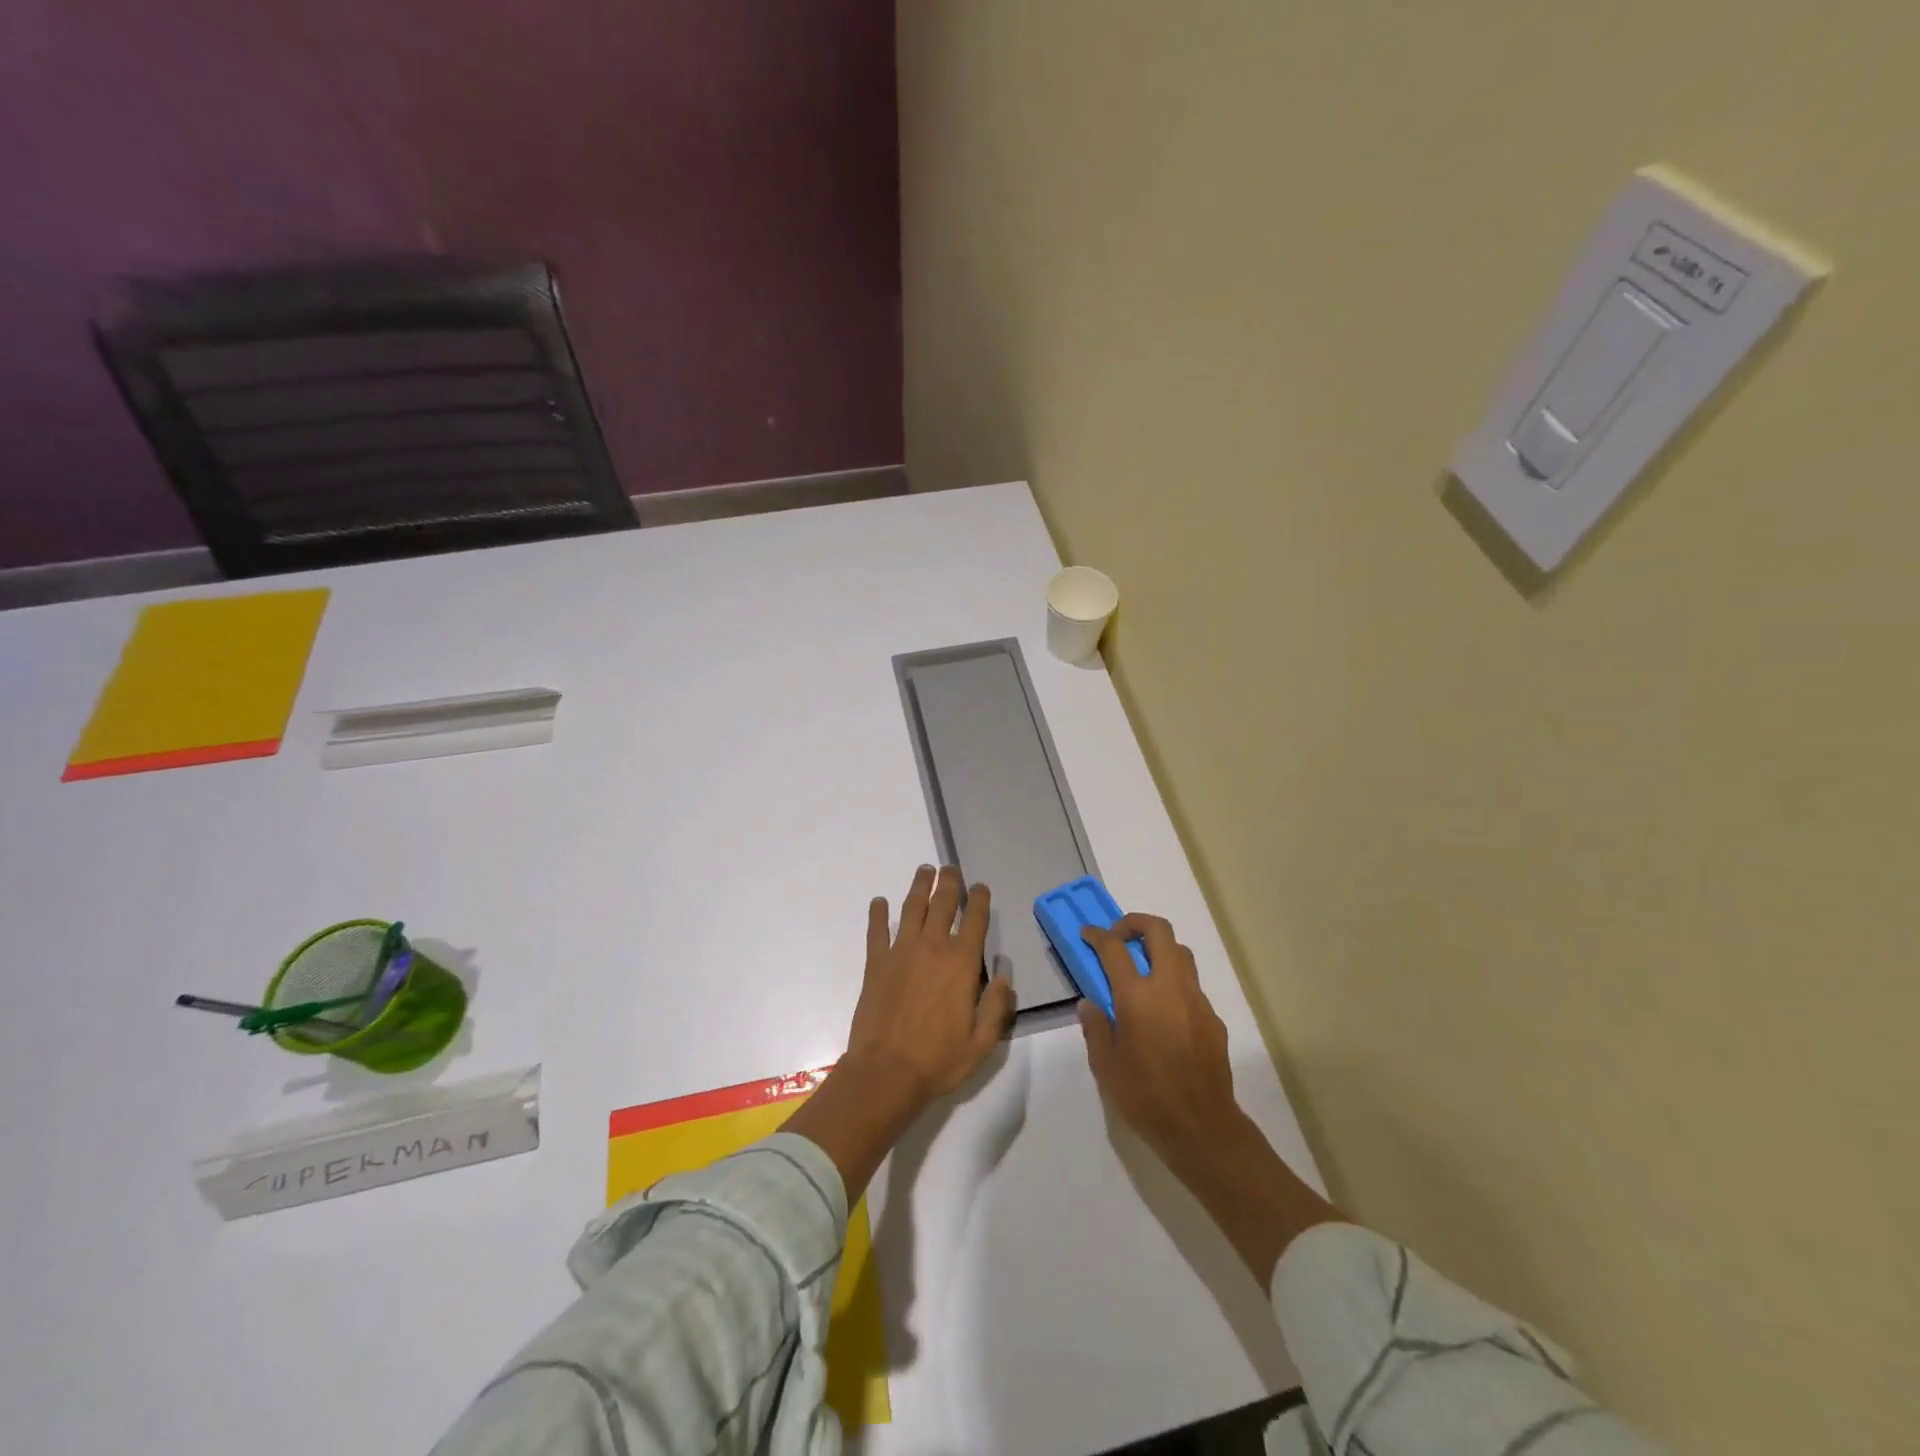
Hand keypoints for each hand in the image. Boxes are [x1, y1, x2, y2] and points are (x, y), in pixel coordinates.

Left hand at [786, 866, 1015, 1199]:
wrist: (886, 1073)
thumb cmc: (938, 1060)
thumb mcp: (982, 1041)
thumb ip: (997, 1005)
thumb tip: (1005, 974)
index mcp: (961, 963)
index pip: (974, 920)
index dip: (979, 899)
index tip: (981, 887)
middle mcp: (932, 947)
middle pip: (942, 903)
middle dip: (949, 882)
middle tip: (951, 868)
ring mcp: (900, 952)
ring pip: (911, 908)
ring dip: (919, 886)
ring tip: (924, 870)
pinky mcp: (875, 963)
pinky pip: (876, 931)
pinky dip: (878, 913)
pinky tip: (879, 902)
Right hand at [1078, 914, 1239, 1181]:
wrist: (1202, 1128)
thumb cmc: (1145, 1097)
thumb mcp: (1105, 1066)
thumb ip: (1096, 1028)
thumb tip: (1090, 1004)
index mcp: (1137, 996)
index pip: (1114, 948)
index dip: (1098, 935)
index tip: (1088, 934)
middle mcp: (1170, 988)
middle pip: (1159, 931)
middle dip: (1136, 923)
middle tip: (1119, 938)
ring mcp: (1197, 1001)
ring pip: (1181, 954)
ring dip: (1159, 950)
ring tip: (1142, 971)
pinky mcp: (1213, 1019)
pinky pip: (1192, 986)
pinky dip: (1174, 983)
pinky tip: (1164, 1013)